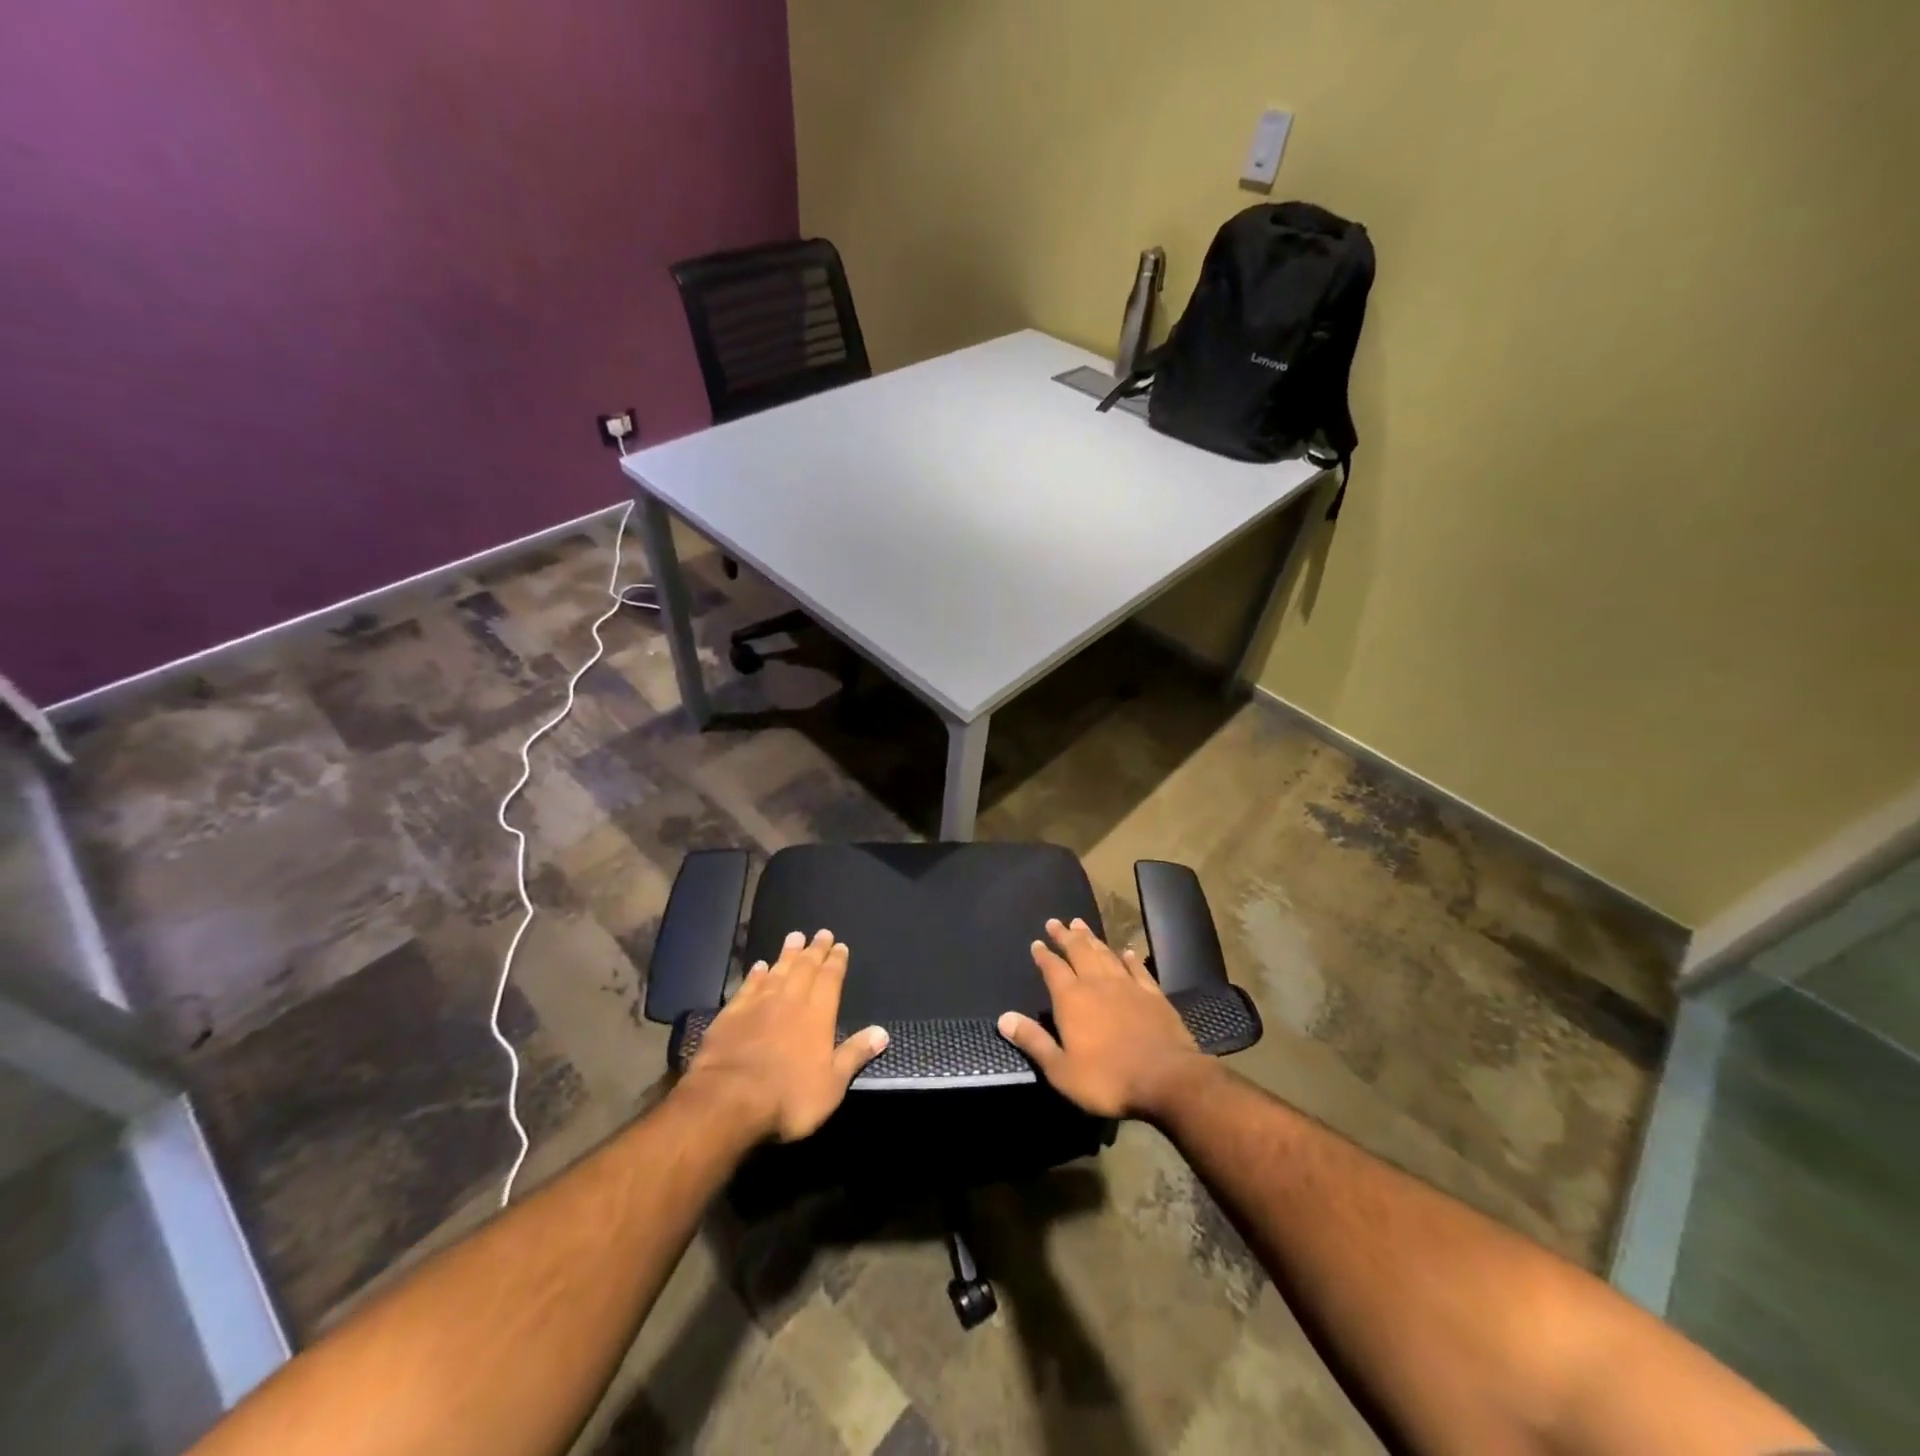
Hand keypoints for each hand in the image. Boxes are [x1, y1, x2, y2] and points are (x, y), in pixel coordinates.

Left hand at [677, 929, 888, 1142]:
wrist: (728, 1101)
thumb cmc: (788, 1097)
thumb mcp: (832, 1084)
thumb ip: (855, 1054)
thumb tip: (882, 1032)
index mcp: (818, 1013)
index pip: (830, 978)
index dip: (836, 961)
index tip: (840, 945)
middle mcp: (790, 999)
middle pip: (805, 967)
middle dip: (815, 950)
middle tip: (821, 933)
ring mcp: (758, 1004)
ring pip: (777, 970)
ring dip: (788, 953)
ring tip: (794, 936)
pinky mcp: (731, 1014)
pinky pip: (748, 985)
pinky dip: (756, 974)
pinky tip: (760, 966)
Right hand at [996, 917, 1214, 1119]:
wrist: (1166, 1078)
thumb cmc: (1108, 1079)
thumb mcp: (1061, 1070)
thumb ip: (1033, 1041)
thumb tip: (1003, 1018)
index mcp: (1072, 999)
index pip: (1053, 969)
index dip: (1044, 955)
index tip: (1037, 942)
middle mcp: (1097, 983)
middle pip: (1079, 952)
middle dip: (1065, 936)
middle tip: (1056, 922)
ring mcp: (1128, 986)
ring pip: (1105, 954)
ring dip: (1092, 939)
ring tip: (1081, 924)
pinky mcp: (1153, 994)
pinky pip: (1137, 969)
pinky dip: (1129, 958)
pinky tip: (1126, 951)